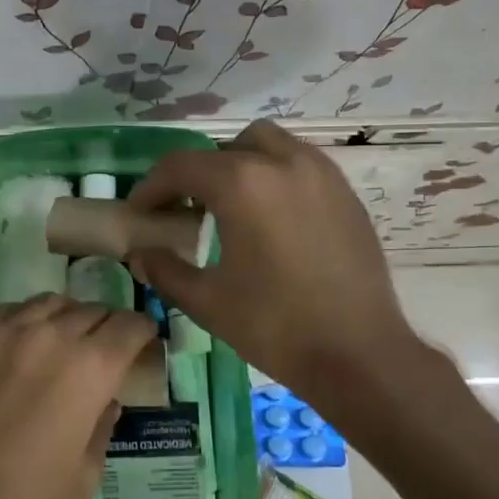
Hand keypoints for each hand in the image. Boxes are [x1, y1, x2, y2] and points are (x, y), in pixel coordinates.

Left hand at [0, 293, 155, 498]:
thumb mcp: (86, 475)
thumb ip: (102, 425)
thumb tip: (105, 400)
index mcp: (89, 368)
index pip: (129, 326)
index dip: (143, 332)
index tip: (144, 341)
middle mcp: (49, 336)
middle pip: (91, 310)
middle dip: (107, 326)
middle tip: (106, 348)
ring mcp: (2, 334)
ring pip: (48, 303)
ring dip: (66, 317)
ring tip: (64, 341)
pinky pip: (6, 313)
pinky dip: (24, 320)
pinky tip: (21, 344)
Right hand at [127, 120, 418, 401]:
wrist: (359, 353)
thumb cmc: (275, 326)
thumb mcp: (207, 301)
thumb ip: (164, 270)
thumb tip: (140, 254)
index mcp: (243, 184)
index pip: (181, 166)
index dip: (151, 187)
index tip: (139, 212)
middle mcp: (283, 162)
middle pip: (225, 148)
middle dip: (197, 173)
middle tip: (186, 210)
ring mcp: (321, 174)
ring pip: (269, 145)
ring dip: (239, 166)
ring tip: (230, 209)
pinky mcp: (346, 193)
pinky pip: (300, 165)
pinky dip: (275, 177)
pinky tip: (270, 220)